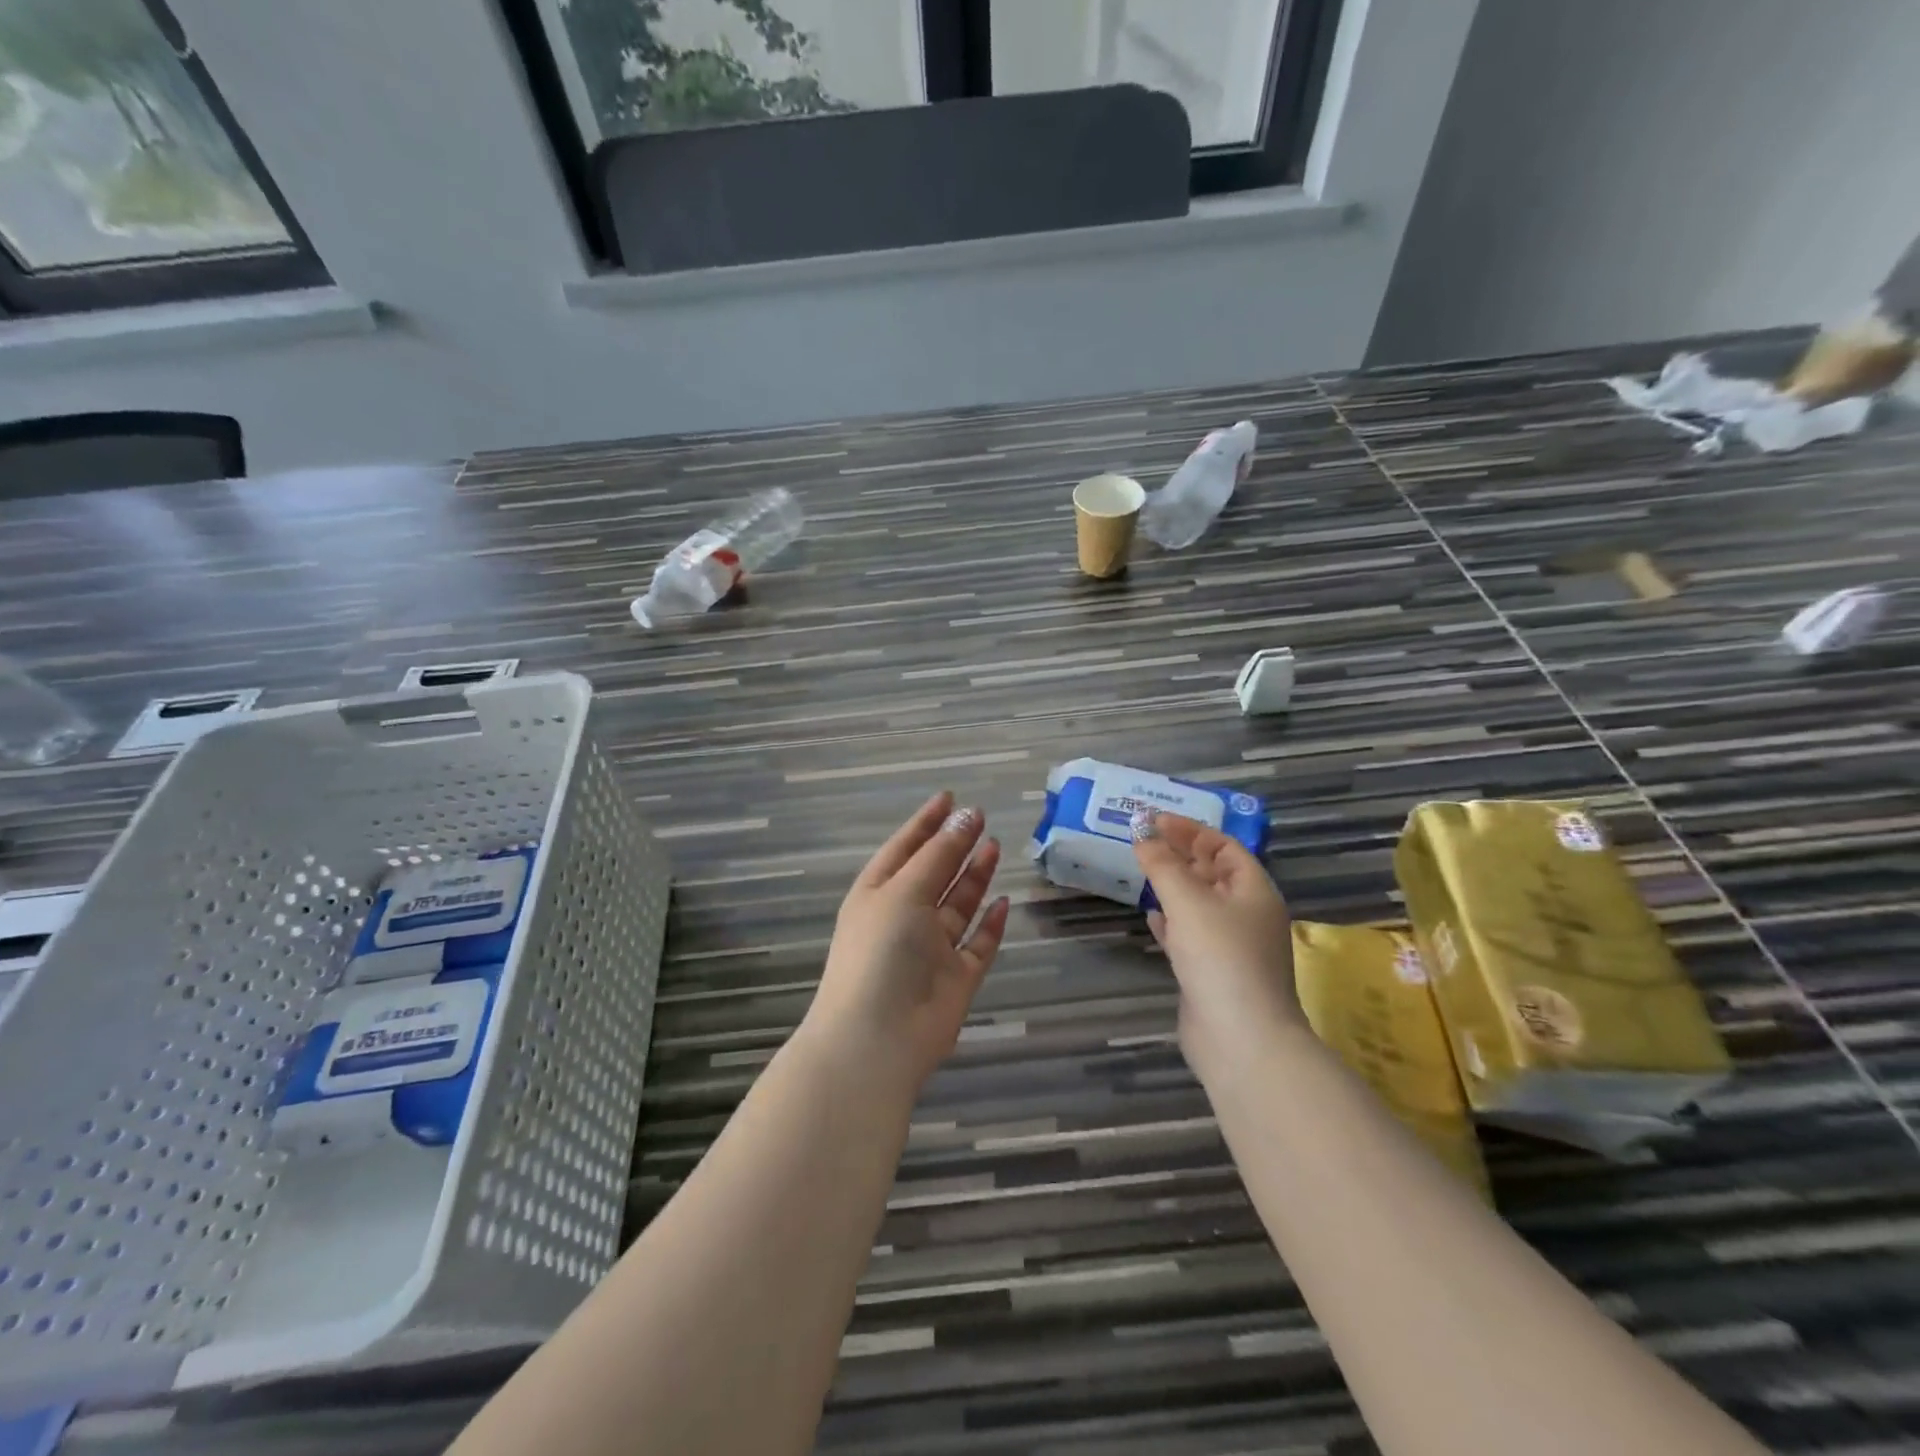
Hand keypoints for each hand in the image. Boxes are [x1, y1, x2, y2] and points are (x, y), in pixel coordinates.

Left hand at [805, 791, 1010, 1093]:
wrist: (879, 1037)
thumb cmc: (881, 951)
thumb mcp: (904, 891)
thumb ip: (939, 854)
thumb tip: (967, 815)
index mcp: (878, 894)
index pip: (904, 848)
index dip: (926, 822)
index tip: (949, 796)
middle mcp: (903, 918)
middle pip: (933, 873)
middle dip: (955, 845)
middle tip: (981, 817)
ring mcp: (930, 950)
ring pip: (957, 906)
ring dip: (974, 877)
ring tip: (994, 846)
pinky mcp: (956, 979)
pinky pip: (977, 944)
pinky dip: (989, 924)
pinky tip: (1003, 902)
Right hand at [1130, 809, 1300, 1063]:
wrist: (1241, 1039)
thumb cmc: (1221, 957)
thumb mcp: (1188, 901)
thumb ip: (1162, 865)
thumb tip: (1142, 837)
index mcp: (1254, 891)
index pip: (1224, 846)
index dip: (1191, 830)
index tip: (1155, 820)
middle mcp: (1247, 915)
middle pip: (1213, 873)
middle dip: (1181, 855)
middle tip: (1144, 842)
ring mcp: (1232, 947)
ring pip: (1200, 904)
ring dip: (1174, 886)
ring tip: (1144, 872)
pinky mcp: (1213, 973)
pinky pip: (1191, 935)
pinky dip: (1172, 922)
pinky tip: (1152, 917)